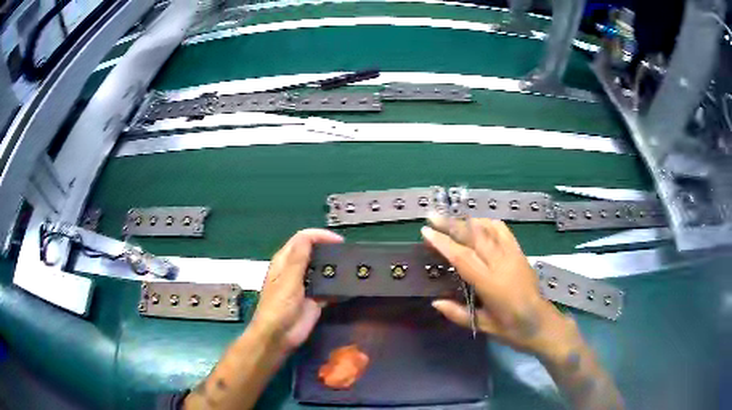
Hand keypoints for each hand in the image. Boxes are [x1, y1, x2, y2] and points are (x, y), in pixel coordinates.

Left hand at [251, 229, 343, 352]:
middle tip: (348, 253)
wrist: (279, 336)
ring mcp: (306, 285)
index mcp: (285, 261)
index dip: (320, 236)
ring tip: (352, 266)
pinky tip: (350, 286)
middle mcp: (295, 270)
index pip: (303, 239)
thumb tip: (308, 236)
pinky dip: (338, 286)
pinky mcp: (315, 300)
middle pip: (314, 252)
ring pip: (322, 270)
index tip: (339, 241)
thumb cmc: (278, 306)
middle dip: (329, 250)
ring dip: (334, 267)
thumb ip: (298, 258)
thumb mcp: (287, 280)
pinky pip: (329, 288)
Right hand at [423, 216, 572, 355]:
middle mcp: (502, 264)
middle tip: (432, 215)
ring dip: (467, 221)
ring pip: (488, 229)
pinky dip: (487, 223)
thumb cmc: (511, 329)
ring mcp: (513, 255)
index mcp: (490, 284)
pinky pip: (503, 230)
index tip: (426, 231)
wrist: (542, 323)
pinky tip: (478, 224)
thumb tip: (435, 302)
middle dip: (451, 224)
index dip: (443, 242)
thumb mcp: (483, 326)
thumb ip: (458, 314)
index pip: (462, 257)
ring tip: (451, 218)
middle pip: (474, 236)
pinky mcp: (520, 252)